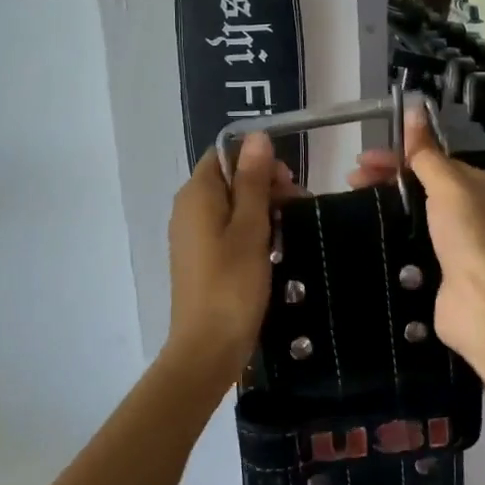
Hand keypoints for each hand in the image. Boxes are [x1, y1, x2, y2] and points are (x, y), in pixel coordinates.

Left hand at [165, 133, 298, 378]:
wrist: (207, 348)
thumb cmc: (232, 284)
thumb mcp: (250, 228)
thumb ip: (253, 180)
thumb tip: (257, 136)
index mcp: (196, 194)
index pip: (224, 155)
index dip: (256, 161)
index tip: (287, 182)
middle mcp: (187, 209)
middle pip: (228, 179)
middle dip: (264, 185)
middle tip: (296, 206)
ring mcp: (192, 235)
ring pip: (230, 206)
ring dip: (261, 210)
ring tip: (290, 228)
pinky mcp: (200, 258)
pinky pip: (226, 230)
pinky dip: (249, 231)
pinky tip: (273, 248)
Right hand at [348, 107, 484, 363]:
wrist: (480, 299)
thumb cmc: (466, 233)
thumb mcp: (448, 183)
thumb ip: (426, 151)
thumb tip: (414, 108)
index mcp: (477, 185)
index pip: (431, 160)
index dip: (397, 156)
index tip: (361, 160)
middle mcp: (469, 211)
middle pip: (420, 186)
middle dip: (386, 179)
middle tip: (351, 181)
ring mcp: (453, 243)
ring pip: (412, 215)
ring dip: (384, 206)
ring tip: (353, 204)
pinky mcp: (436, 270)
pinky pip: (408, 243)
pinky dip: (389, 236)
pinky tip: (367, 234)